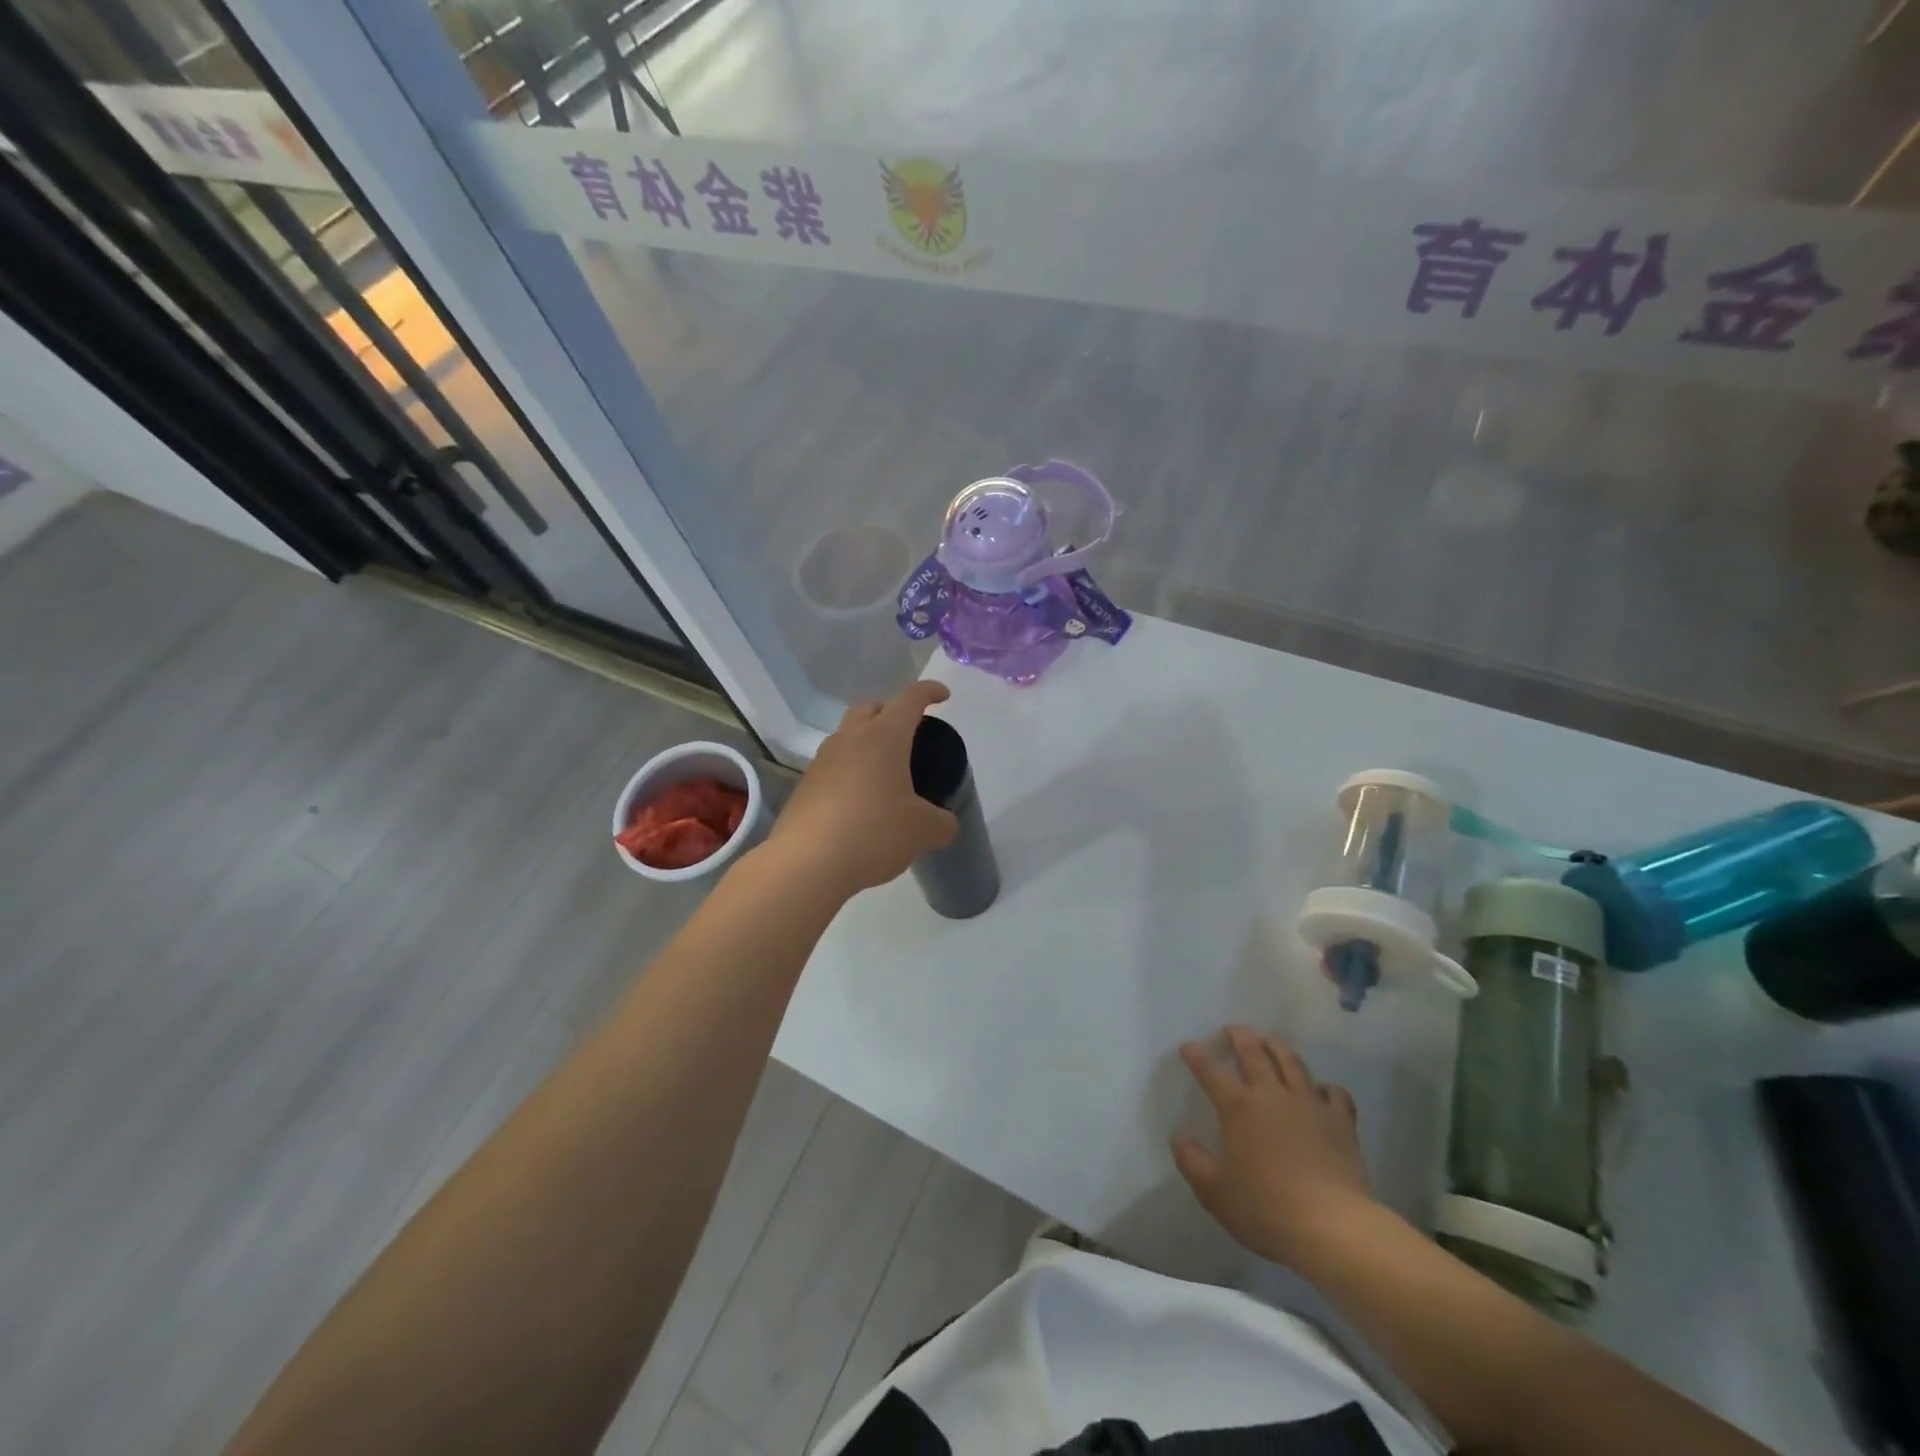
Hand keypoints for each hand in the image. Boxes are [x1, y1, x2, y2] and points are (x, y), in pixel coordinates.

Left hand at [766, 681, 960, 895]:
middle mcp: (850, 739)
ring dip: (867, 741)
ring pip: (848, 735)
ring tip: (885, 770)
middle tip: (909, 732)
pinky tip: (862, 799)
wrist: (807, 863)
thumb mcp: (923, 831)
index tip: (943, 695)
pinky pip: (834, 764)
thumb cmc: (873, 833)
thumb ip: (942, 822)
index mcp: (884, 736)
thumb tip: (944, 823)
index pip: (910, 699)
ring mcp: (823, 760)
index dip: (929, 691)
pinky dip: (851, 770)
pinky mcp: (806, 785)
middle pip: (871, 707)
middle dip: (891, 711)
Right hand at [1172, 1027, 1376, 1266]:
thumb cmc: (1266, 1208)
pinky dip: (1326, 1087)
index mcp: (1238, 1107)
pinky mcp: (1340, 1122)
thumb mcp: (1214, 1192)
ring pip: (1292, 1064)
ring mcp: (1309, 1105)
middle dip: (1240, 1037)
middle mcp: (1271, 1094)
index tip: (1188, 1046)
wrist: (1332, 1227)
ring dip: (1278, 1048)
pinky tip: (1322, 1090)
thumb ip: (1191, 1160)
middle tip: (1233, 1029)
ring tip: (1271, 1042)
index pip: (1210, 1070)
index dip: (1197, 1055)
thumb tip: (1178, 1137)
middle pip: (1254, 1054)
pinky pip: (1334, 1093)